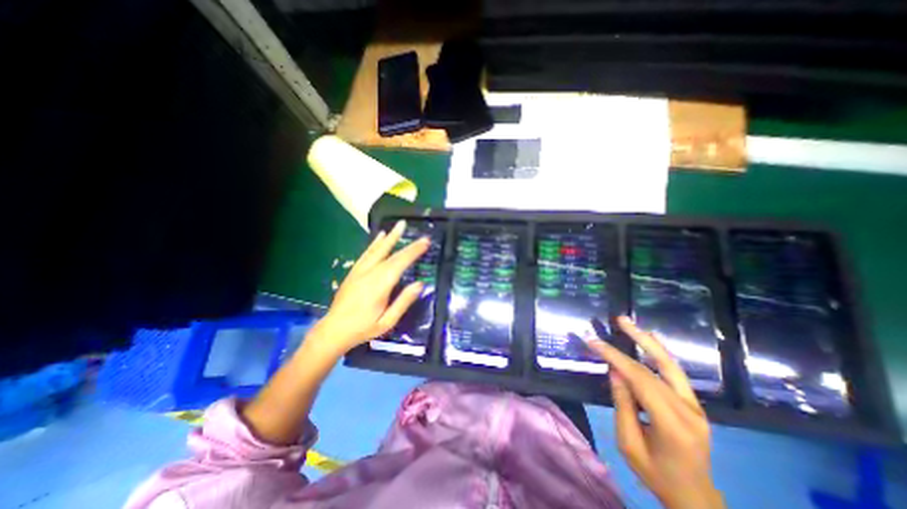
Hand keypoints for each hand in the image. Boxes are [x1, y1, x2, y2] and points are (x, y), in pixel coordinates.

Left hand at [317, 220, 430, 354]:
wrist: (333, 330)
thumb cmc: (363, 328)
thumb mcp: (387, 322)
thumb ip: (403, 302)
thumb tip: (420, 284)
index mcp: (379, 286)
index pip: (400, 264)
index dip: (413, 251)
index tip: (426, 241)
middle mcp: (369, 274)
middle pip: (391, 255)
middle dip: (408, 244)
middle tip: (421, 234)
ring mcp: (360, 271)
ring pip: (377, 250)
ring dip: (390, 236)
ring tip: (400, 224)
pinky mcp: (354, 271)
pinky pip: (366, 253)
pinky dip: (375, 243)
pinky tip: (381, 235)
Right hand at [584, 315, 727, 508]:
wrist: (695, 497)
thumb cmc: (655, 474)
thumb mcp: (628, 442)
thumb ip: (623, 404)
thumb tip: (615, 371)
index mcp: (672, 424)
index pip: (640, 379)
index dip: (615, 356)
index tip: (594, 341)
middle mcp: (689, 411)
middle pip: (656, 368)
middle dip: (636, 340)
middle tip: (620, 320)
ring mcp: (696, 406)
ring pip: (671, 366)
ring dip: (650, 342)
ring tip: (632, 324)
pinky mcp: (694, 404)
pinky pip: (676, 374)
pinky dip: (660, 354)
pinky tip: (651, 341)